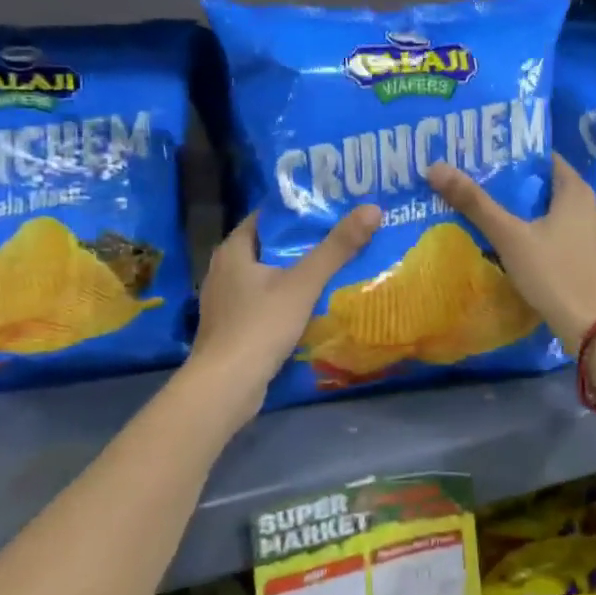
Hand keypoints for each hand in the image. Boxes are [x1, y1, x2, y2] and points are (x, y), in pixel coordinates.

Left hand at [188, 206, 380, 424]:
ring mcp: (226, 301)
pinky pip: (264, 302)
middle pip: (270, 247)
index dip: (298, 210)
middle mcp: (224, 270)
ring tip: (334, 267)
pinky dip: (287, 299)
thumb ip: (337, 247)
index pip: (267, 217)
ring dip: (296, 273)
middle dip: (303, 242)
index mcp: (233, 250)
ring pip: (267, 276)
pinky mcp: (233, 328)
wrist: (225, 387)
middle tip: (341, 236)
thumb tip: (372, 208)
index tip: (331, 207)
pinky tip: (312, 305)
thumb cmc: (260, 326)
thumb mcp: (304, 283)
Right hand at [427, 155, 595, 347]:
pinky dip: (548, 236)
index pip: (548, 160)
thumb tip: (435, 168)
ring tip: (501, 218)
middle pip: (552, 188)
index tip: (489, 160)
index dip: (518, 158)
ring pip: (560, 215)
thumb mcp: (508, 237)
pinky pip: (568, 237)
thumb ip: (475, 203)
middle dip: (521, 188)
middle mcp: (594, 207)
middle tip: (486, 189)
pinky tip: (526, 249)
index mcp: (578, 192)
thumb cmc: (553, 273)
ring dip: (534, 215)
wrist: (594, 327)